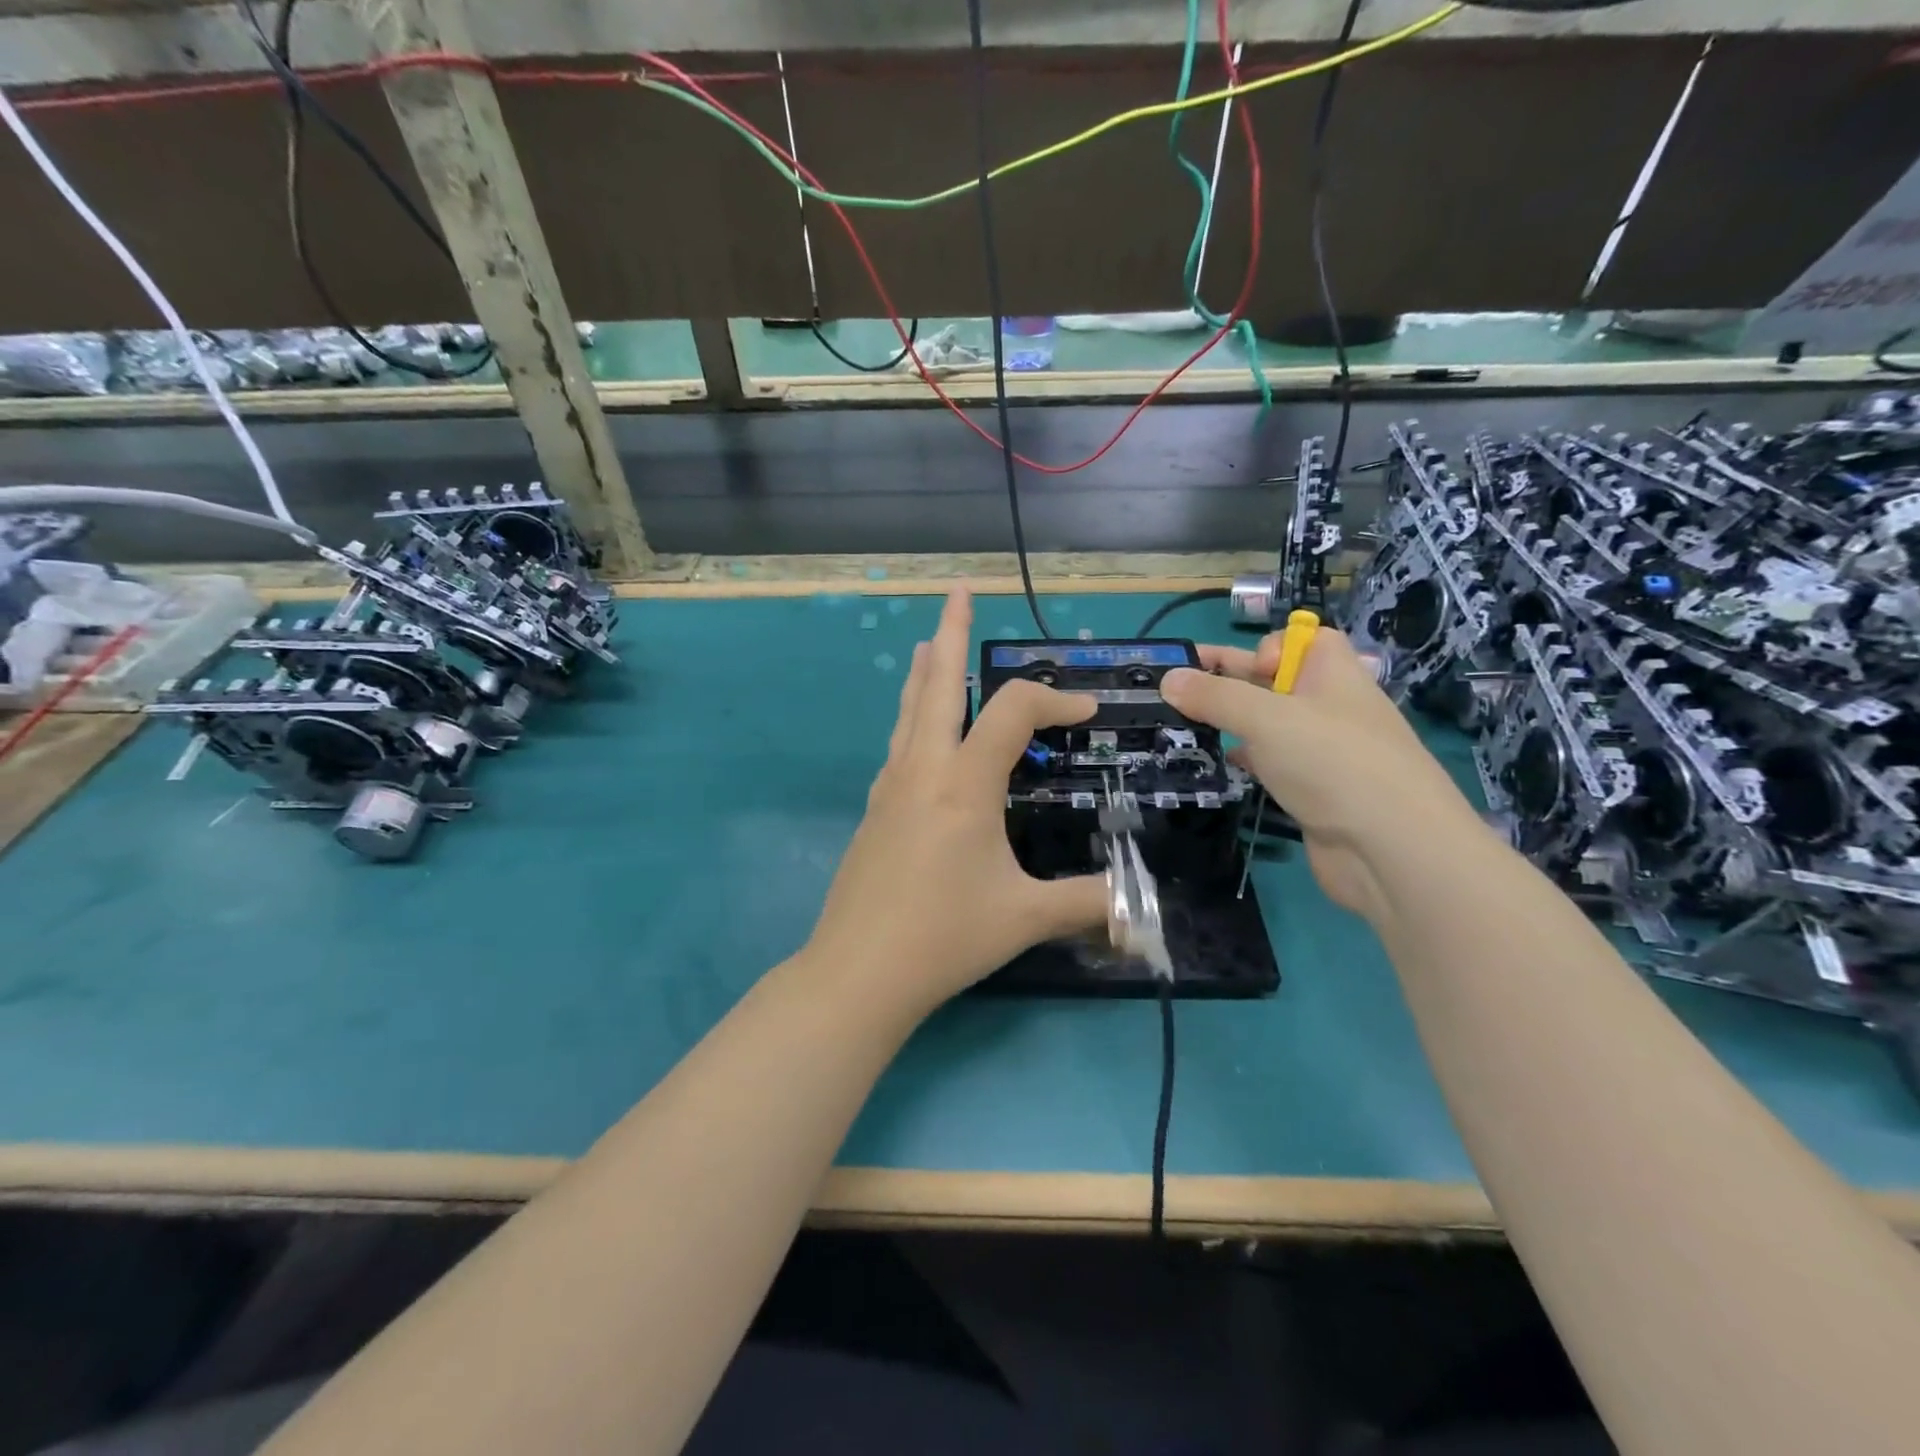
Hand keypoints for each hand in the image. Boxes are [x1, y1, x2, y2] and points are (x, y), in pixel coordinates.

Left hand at [804, 590, 1109, 1013]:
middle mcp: (922, 769)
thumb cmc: (944, 936)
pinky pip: (899, 743)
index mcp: (963, 782)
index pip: (1012, 712)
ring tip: (929, 643)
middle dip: (951, 632)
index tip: (1087, 713)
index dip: (1054, 701)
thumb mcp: (1025, 917)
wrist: (858, 971)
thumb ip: (1088, 903)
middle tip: (957, 590)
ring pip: (909, 710)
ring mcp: (890, 786)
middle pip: (936, 683)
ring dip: (925, 671)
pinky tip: (920, 731)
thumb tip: (1144, 911)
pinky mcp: (874, 810)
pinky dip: (915, 716)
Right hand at [1160, 628, 1475, 923]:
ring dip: (1230, 723)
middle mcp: (1328, 707)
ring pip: (1268, 725)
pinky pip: (1271, 763)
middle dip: (1230, 682)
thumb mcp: (1266, 718)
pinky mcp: (1312, 790)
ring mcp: (1322, 752)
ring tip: (1182, 726)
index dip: (1267, 647)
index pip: (1302, 641)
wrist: (1391, 850)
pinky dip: (1244, 760)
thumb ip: (1214, 697)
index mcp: (1332, 674)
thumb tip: (1167, 679)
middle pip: (1274, 681)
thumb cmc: (1332, 763)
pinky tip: (1218, 765)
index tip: (1241, 670)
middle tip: (1176, 690)